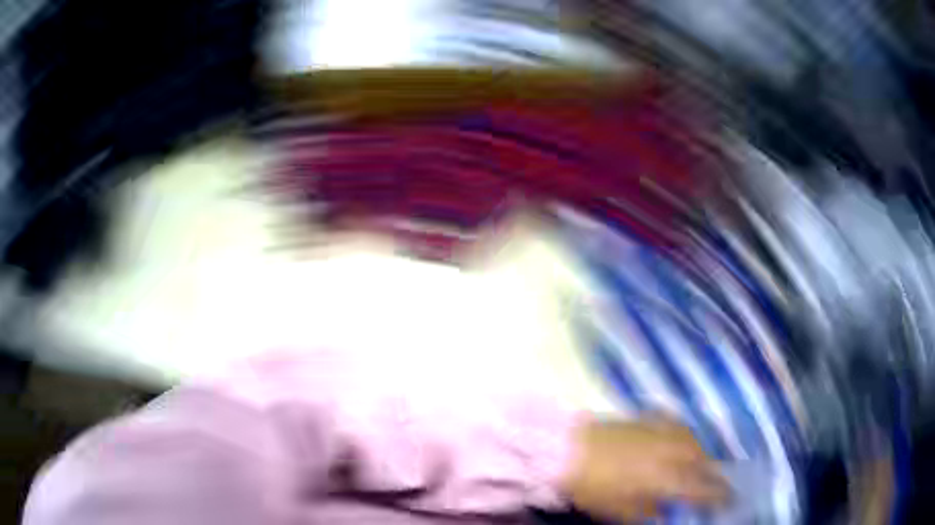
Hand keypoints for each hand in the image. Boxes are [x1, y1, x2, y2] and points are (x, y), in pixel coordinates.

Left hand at [562, 417, 729, 522]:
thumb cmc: (593, 487)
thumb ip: (647, 512)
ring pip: (691, 439)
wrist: (567, 450)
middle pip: (701, 460)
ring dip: (700, 450)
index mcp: (666, 478)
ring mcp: (659, 431)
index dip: (718, 493)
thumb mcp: (619, 510)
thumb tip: (665, 513)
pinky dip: (683, 432)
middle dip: (712, 471)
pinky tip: (681, 437)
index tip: (729, 497)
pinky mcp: (646, 418)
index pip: (701, 487)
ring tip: (700, 461)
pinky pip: (674, 423)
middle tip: (715, 480)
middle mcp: (670, 451)